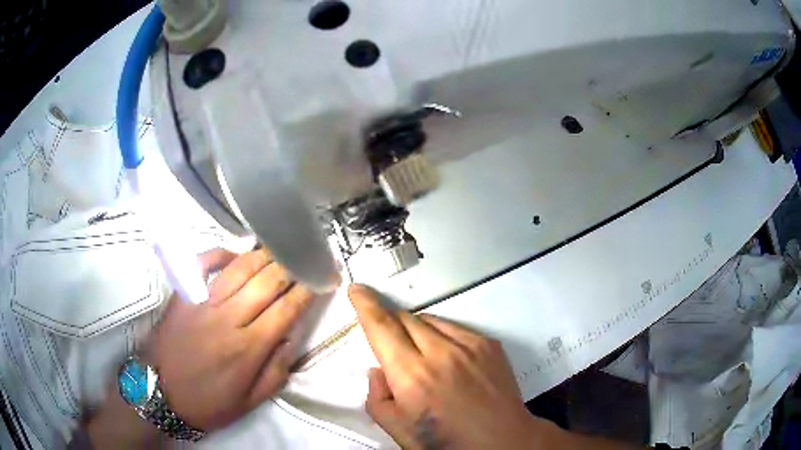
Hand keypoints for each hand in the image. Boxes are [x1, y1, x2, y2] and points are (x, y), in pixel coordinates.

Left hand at [144, 248, 314, 430]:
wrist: (163, 395)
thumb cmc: (210, 402)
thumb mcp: (251, 401)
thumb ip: (276, 370)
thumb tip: (290, 336)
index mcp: (248, 349)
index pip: (286, 310)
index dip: (307, 291)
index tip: (323, 278)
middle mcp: (228, 320)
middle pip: (265, 283)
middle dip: (290, 267)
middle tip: (303, 257)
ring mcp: (202, 304)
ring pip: (238, 269)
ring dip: (262, 255)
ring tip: (277, 249)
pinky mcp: (183, 296)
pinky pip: (201, 265)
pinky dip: (220, 253)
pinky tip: (234, 254)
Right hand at [348, 284, 558, 449]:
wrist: (503, 440)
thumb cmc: (448, 442)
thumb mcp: (399, 431)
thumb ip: (377, 398)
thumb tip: (377, 369)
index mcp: (412, 377)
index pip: (382, 328)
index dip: (366, 305)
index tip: (357, 290)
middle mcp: (440, 353)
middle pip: (404, 318)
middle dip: (388, 320)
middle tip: (386, 337)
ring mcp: (468, 345)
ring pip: (429, 320)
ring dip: (414, 329)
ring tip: (420, 354)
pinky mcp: (488, 344)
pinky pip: (454, 327)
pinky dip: (441, 335)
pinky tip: (447, 358)